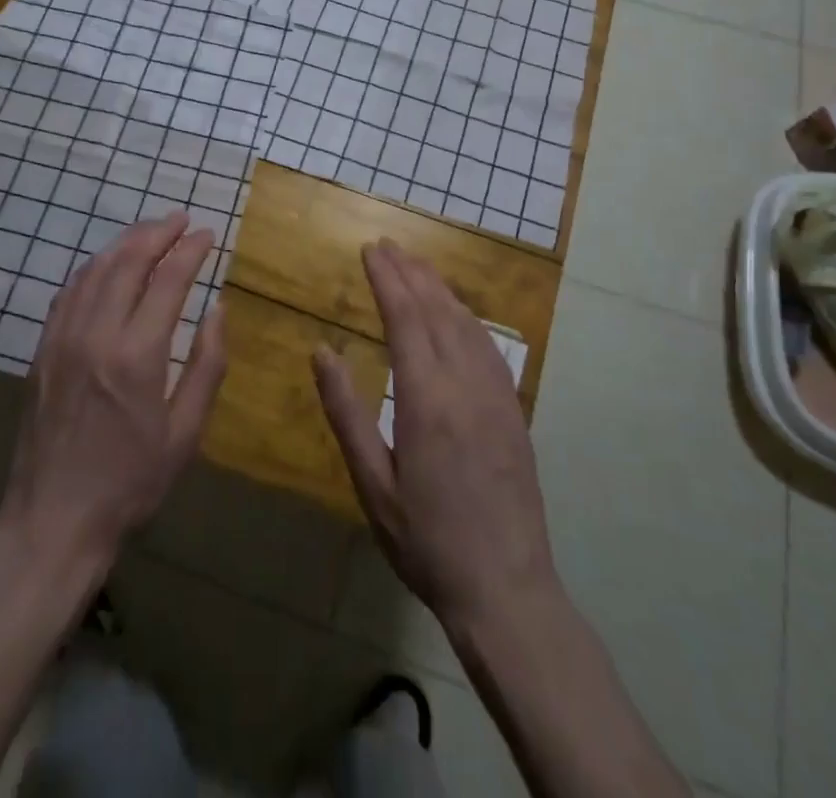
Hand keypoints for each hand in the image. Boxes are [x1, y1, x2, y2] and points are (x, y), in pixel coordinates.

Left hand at [0, 212, 226, 576]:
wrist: (52, 520)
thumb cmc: (130, 482)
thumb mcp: (185, 434)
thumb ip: (207, 365)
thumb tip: (218, 309)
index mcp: (137, 355)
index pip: (168, 280)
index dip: (190, 250)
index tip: (207, 233)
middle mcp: (96, 334)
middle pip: (128, 261)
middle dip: (157, 232)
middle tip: (180, 219)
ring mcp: (62, 338)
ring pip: (94, 269)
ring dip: (125, 242)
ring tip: (150, 231)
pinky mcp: (42, 349)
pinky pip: (69, 291)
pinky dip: (93, 267)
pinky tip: (107, 265)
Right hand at [313, 240, 560, 639]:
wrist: (507, 590)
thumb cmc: (426, 541)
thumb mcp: (373, 484)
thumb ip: (346, 413)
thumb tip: (321, 351)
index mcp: (426, 400)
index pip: (405, 319)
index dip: (387, 280)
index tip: (370, 250)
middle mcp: (465, 385)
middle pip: (436, 311)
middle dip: (410, 273)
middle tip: (388, 245)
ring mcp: (496, 395)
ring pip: (466, 324)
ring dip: (439, 288)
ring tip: (416, 265)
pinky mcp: (514, 410)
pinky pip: (489, 346)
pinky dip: (466, 317)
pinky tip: (457, 312)